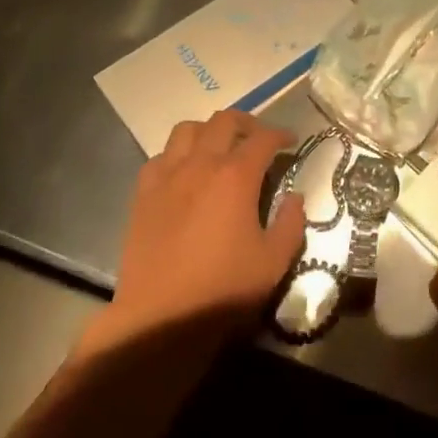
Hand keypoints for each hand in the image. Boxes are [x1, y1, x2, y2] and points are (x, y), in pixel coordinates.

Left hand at [109, 110, 305, 343]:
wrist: (161, 316)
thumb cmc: (223, 289)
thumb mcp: (274, 261)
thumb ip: (290, 223)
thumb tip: (295, 198)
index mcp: (236, 176)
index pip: (263, 138)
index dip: (281, 134)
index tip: (291, 141)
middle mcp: (201, 164)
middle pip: (224, 121)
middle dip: (247, 122)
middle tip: (258, 138)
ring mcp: (167, 176)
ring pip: (187, 129)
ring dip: (209, 130)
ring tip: (220, 147)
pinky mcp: (143, 193)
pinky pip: (160, 156)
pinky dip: (177, 154)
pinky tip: (185, 172)